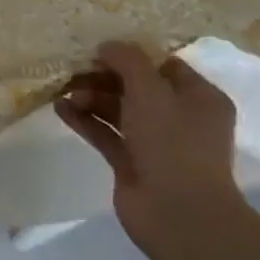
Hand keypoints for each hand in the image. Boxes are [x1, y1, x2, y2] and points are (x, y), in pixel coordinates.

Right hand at [55, 41, 244, 255]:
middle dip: (104, 76)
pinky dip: (84, 120)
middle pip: (136, 87)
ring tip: (63, 91)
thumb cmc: (173, 142)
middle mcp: (180, 118)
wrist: (178, 214)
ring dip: (90, 97)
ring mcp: (155, 143)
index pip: (163, 65)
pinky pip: (105, 133)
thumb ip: (127, 60)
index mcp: (199, 97)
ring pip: (118, 110)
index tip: (98, 48)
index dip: (131, 54)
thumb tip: (107, 46)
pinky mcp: (132, 163)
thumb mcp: (151, 90)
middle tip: (74, 69)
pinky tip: (60, 108)